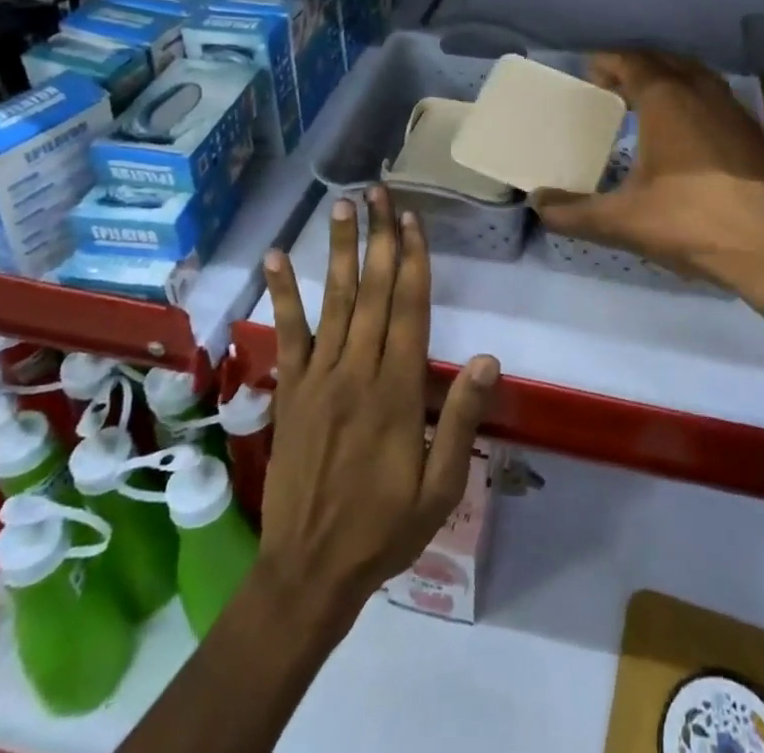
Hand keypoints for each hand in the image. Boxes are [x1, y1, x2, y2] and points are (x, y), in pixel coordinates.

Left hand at [258, 187, 498, 630]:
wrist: (308, 572)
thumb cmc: (384, 528)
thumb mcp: (440, 488)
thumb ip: (461, 420)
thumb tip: (489, 360)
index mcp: (396, 392)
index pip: (409, 310)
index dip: (413, 260)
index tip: (411, 219)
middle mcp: (356, 372)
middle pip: (372, 292)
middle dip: (379, 238)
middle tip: (379, 190)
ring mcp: (317, 378)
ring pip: (332, 301)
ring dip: (338, 250)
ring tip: (341, 206)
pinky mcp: (289, 391)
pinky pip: (287, 335)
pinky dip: (281, 295)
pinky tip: (274, 258)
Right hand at [531, 51, 763, 302]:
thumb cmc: (691, 221)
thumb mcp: (622, 221)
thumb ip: (574, 213)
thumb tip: (537, 205)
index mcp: (667, 99)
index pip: (632, 62)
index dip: (608, 61)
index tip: (590, 70)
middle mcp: (702, 93)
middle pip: (665, 62)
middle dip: (637, 66)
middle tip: (613, 84)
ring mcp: (735, 111)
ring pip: (696, 77)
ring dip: (670, 79)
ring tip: (649, 102)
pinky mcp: (755, 134)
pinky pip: (717, 99)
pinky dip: (695, 101)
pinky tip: (689, 133)